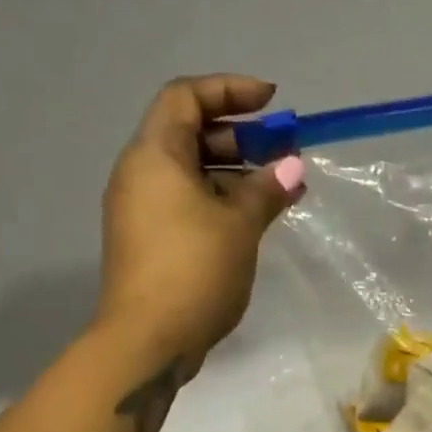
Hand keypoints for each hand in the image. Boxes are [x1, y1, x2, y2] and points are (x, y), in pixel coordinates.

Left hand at [96, 74, 304, 368]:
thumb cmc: (194, 271)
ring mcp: (139, 211)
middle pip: (188, 134)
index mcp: (154, 155)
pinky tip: (250, 223)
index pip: (186, 96)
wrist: (147, 341)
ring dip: (232, 175)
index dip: (229, 90)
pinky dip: (217, 202)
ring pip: (188, 175)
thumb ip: (266, 189)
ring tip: (276, 193)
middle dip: (238, 138)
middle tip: (281, 155)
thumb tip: (292, 167)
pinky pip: (184, 205)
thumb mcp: (240, 225)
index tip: (272, 103)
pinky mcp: (147, 243)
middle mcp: (139, 174)